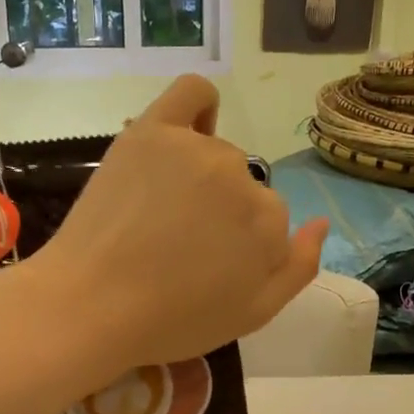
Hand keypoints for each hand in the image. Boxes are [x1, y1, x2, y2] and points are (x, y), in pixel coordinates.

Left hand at [33, 75, 328, 373]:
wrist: (92, 306)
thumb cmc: (173, 320)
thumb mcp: (253, 315)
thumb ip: (299, 267)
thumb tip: (321, 223)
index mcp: (271, 222)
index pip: (268, 222)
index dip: (239, 248)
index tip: (206, 268)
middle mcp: (243, 177)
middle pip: (244, 187)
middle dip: (220, 214)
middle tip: (177, 245)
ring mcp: (197, 149)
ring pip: (215, 155)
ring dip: (199, 179)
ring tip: (158, 213)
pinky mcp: (152, 131)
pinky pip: (192, 93)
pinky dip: (200, 106)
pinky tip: (188, 129)